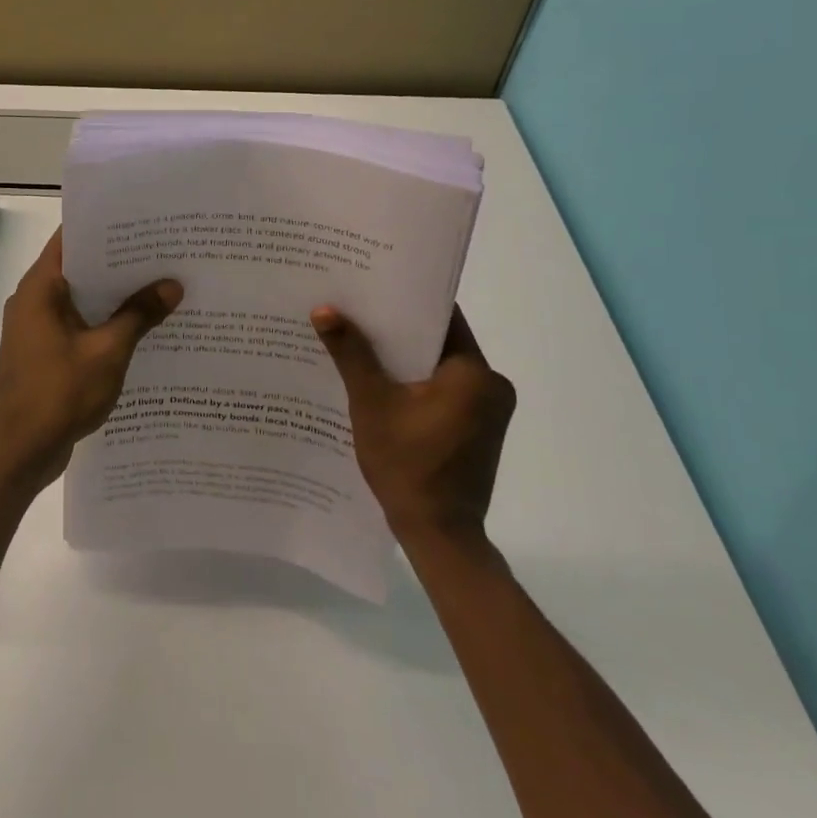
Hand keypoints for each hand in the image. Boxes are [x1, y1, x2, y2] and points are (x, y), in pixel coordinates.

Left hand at [0, 230, 182, 490]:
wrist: (19, 452)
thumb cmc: (59, 393)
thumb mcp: (108, 352)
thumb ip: (139, 315)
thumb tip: (172, 285)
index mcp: (39, 288)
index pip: (70, 239)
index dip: (104, 227)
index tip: (140, 221)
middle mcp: (32, 301)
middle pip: (77, 268)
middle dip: (117, 262)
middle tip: (161, 252)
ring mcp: (35, 329)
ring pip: (79, 299)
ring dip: (112, 295)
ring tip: (158, 284)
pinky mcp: (43, 353)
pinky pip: (76, 325)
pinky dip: (102, 322)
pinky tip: (138, 326)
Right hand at [311, 305, 515, 542]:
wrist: (439, 534)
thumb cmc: (408, 465)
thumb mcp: (372, 403)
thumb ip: (351, 353)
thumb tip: (325, 309)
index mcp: (475, 373)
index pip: (442, 317)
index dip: (405, 299)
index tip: (372, 283)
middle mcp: (491, 385)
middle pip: (439, 341)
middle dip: (398, 328)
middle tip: (356, 310)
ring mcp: (488, 409)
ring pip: (439, 366)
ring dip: (405, 357)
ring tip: (360, 340)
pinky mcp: (478, 428)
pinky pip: (444, 389)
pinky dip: (415, 382)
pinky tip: (380, 381)